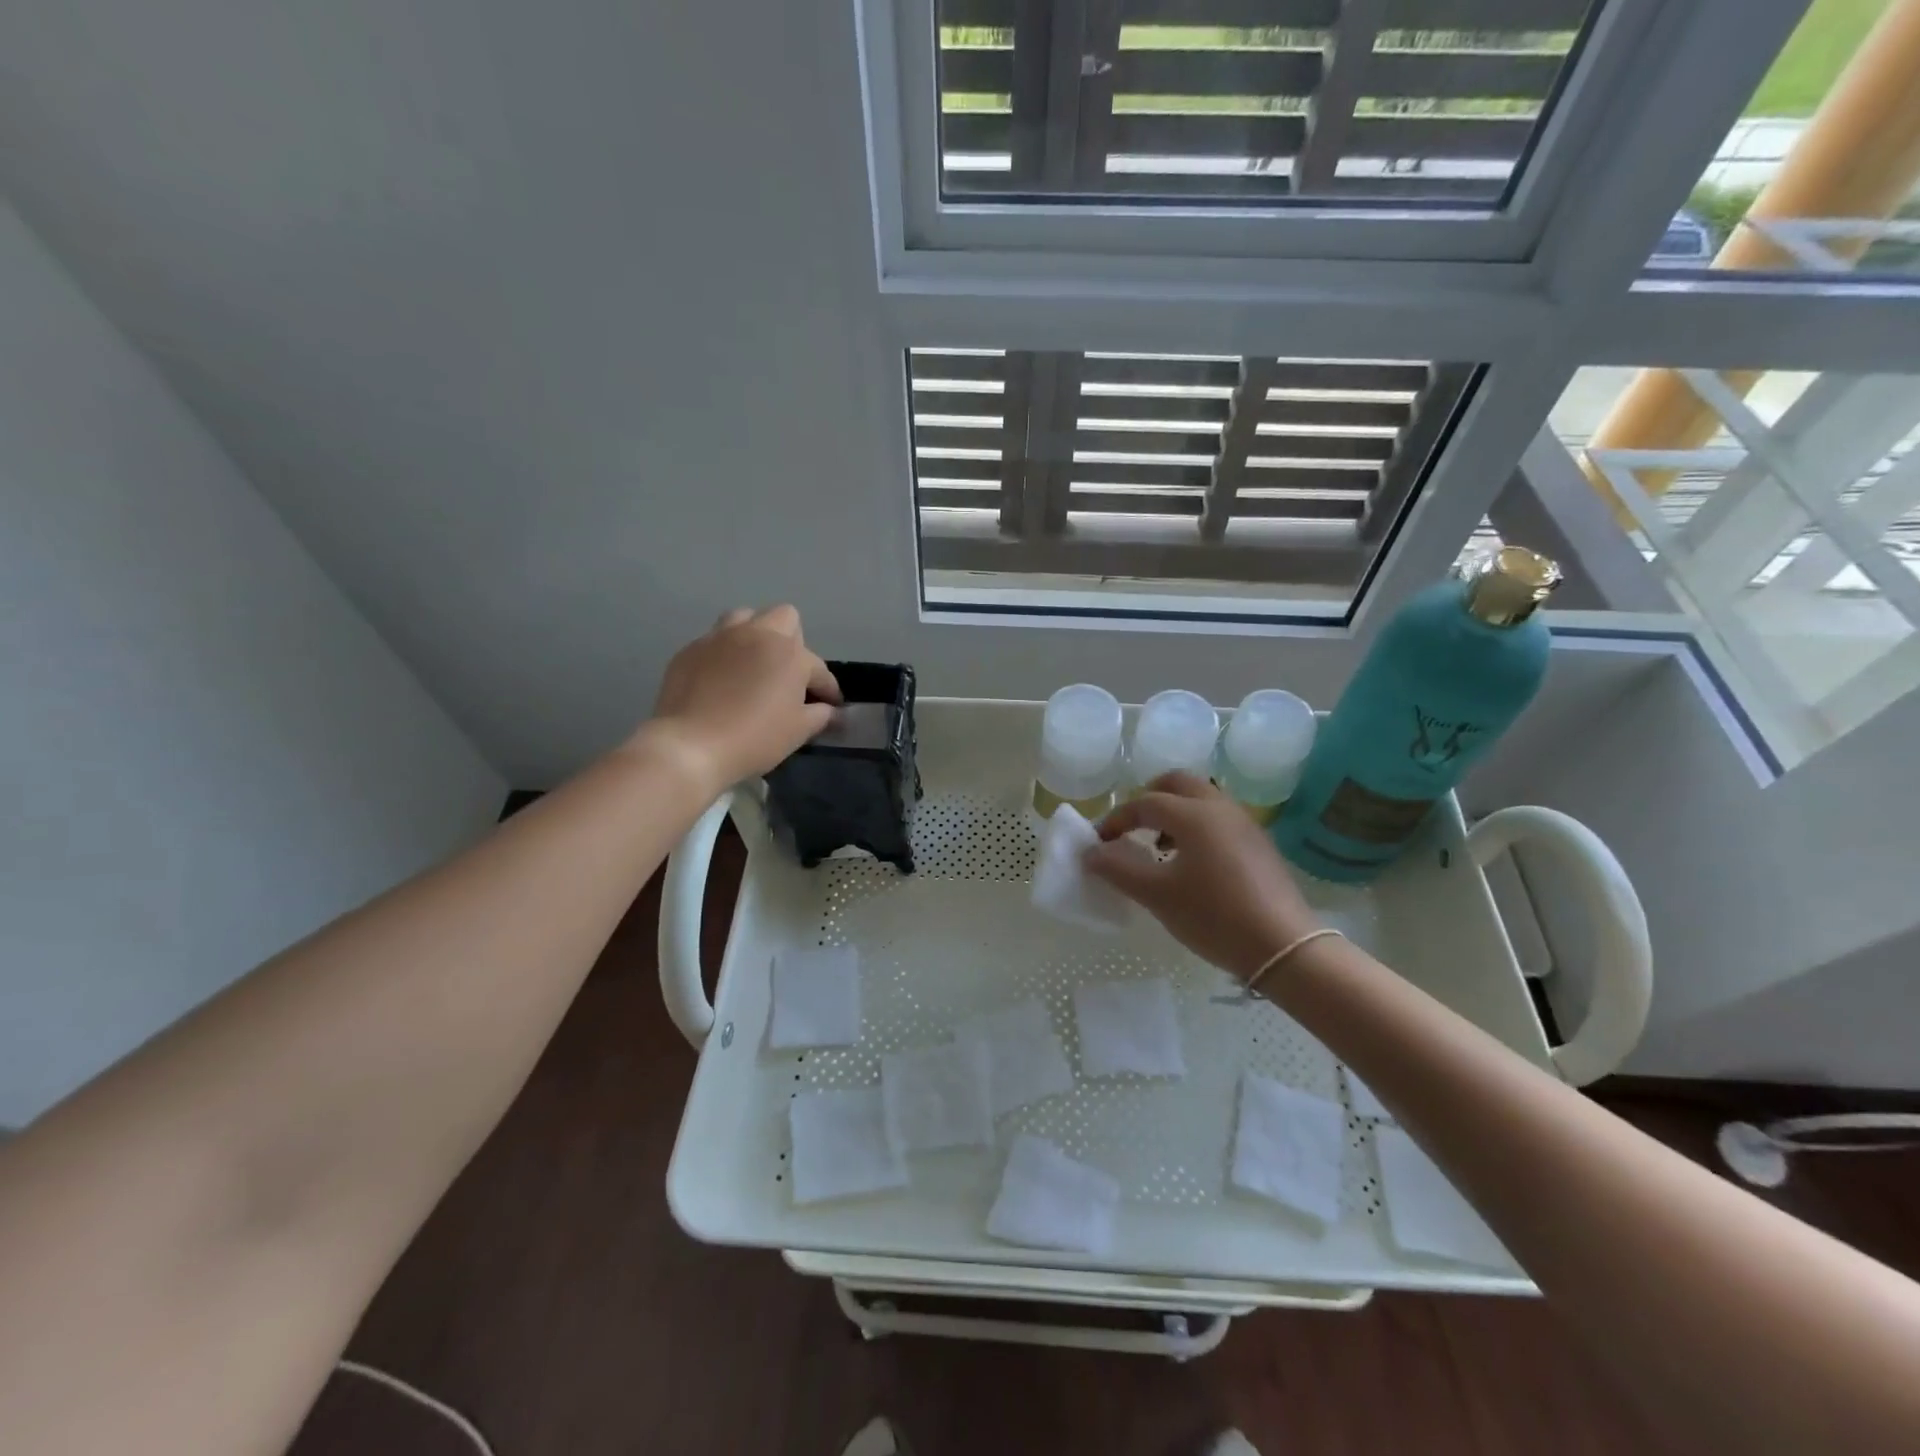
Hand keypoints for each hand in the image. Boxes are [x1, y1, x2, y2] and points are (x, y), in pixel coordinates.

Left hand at [641, 606, 840, 790]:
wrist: (691, 746)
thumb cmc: (755, 738)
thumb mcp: (798, 731)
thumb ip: (821, 715)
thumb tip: (829, 710)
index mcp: (790, 654)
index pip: (819, 668)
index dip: (828, 690)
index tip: (830, 707)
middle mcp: (757, 635)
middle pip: (784, 618)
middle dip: (793, 642)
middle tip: (789, 675)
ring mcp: (720, 638)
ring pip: (745, 618)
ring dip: (755, 635)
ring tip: (753, 664)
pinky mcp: (691, 649)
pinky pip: (715, 640)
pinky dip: (725, 654)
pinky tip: (722, 680)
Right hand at [1087, 772, 1318, 980]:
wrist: (1284, 947)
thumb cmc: (1214, 916)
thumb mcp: (1157, 895)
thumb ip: (1118, 869)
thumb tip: (1091, 852)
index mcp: (1193, 814)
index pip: (1144, 803)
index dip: (1116, 820)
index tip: (1099, 843)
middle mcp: (1220, 808)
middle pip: (1177, 783)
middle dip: (1149, 798)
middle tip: (1132, 825)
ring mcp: (1245, 824)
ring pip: (1202, 798)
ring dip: (1175, 810)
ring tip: (1159, 845)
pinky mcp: (1259, 843)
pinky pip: (1219, 818)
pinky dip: (1197, 824)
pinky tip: (1192, 862)